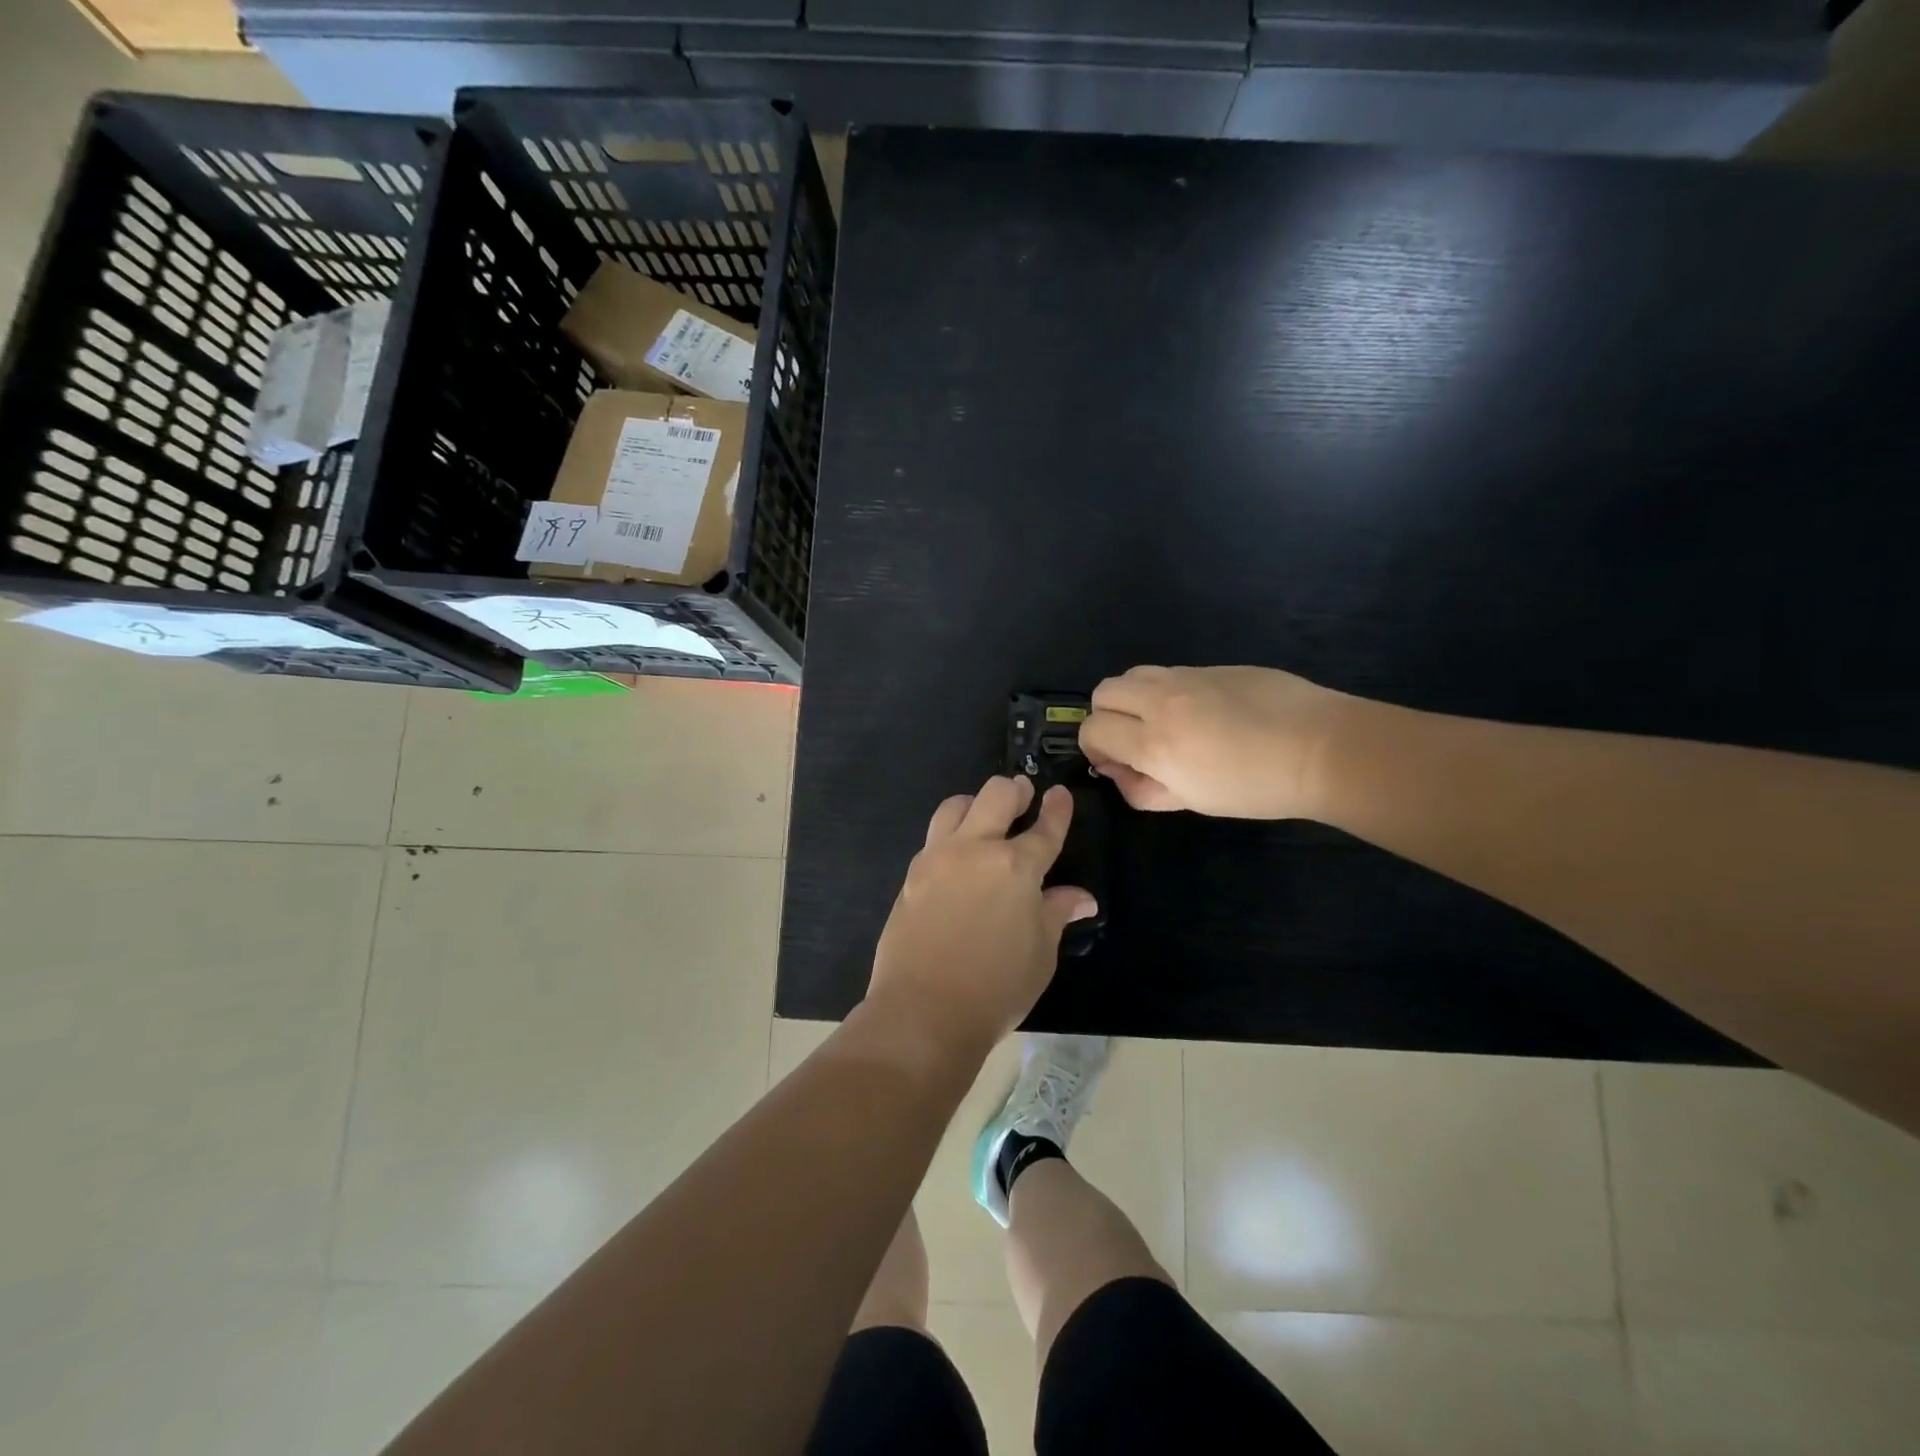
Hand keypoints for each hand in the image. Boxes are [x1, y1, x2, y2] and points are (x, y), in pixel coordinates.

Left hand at [865, 775, 1097, 1058]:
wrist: (923, 1011)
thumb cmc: (996, 988)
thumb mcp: (1040, 954)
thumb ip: (1056, 914)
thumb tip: (1082, 898)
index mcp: (1016, 867)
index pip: (1044, 829)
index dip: (1057, 809)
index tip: (1060, 794)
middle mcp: (976, 849)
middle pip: (996, 795)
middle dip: (1015, 790)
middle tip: (1024, 795)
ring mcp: (938, 857)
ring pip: (956, 805)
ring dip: (976, 803)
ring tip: (985, 816)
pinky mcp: (912, 873)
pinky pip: (934, 837)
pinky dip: (951, 833)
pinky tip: (959, 854)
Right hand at [1078, 665, 1347, 818]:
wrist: (1323, 749)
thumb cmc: (1257, 788)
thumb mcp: (1194, 802)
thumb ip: (1145, 790)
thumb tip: (1122, 774)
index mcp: (1154, 743)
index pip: (1093, 730)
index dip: (1094, 749)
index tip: (1116, 764)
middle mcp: (1161, 701)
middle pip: (1103, 692)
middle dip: (1106, 717)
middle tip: (1132, 741)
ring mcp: (1188, 677)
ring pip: (1133, 674)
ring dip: (1133, 698)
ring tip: (1161, 722)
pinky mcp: (1213, 666)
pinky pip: (1171, 673)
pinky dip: (1166, 691)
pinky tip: (1201, 713)